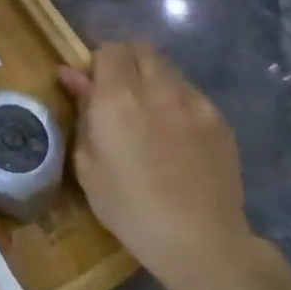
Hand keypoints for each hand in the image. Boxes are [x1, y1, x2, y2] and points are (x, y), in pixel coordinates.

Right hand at [58, 42, 251, 289]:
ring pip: (169, 69)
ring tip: (148, 114)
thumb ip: (82, 111)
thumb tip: (71, 75)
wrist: (199, 239)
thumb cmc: (128, 206)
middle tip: (117, 95)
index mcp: (118, 98)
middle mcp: (158, 89)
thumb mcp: (87, 162)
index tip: (92, 86)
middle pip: (142, 50)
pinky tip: (175, 136)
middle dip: (126, 62)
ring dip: (152, 79)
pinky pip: (191, 94)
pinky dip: (177, 101)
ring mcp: (194, 102)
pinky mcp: (219, 120)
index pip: (110, 50)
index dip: (98, 62)